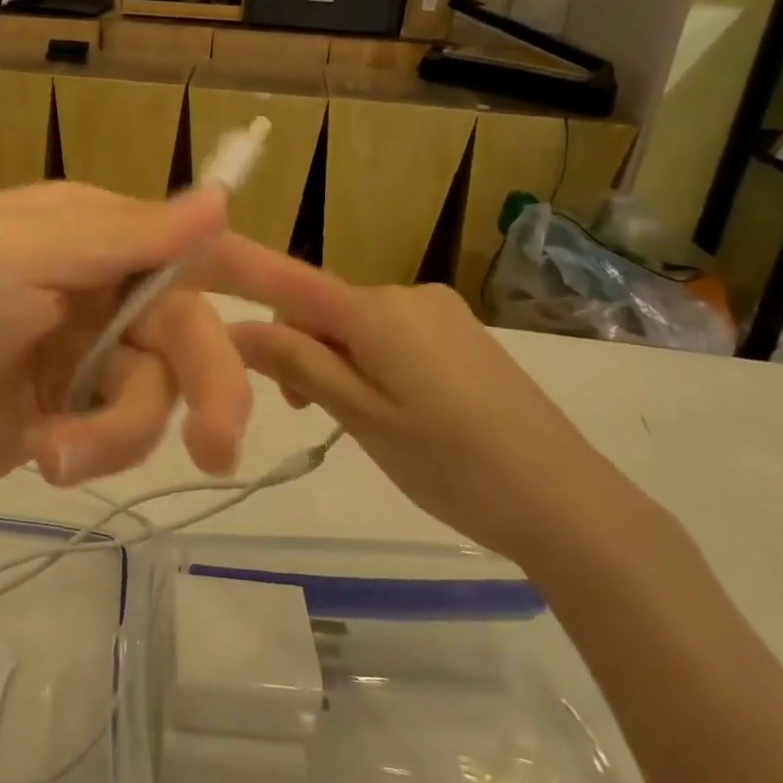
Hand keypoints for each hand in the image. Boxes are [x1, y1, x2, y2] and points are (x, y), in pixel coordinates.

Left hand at [0, 184, 251, 520]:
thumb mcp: (23, 259)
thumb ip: (126, 235)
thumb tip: (219, 197)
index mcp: (85, 228)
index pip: (189, 240)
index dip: (259, 270)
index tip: (327, 309)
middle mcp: (93, 282)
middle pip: (187, 326)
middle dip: (207, 384)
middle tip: (221, 449)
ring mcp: (82, 351)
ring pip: (157, 388)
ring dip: (123, 429)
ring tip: (58, 453)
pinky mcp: (70, 411)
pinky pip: (120, 428)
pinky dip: (94, 447)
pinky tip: (43, 456)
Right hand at [201, 237, 656, 568]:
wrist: (568, 502)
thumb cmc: (450, 462)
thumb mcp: (362, 417)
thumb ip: (298, 364)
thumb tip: (236, 328)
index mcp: (378, 310)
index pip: (292, 282)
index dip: (244, 280)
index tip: (213, 308)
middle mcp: (408, 294)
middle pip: (325, 308)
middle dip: (301, 348)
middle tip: (307, 413)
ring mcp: (442, 313)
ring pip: (359, 324)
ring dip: (337, 360)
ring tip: (355, 421)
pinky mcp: (464, 335)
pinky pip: (394, 335)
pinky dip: (373, 363)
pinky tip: (396, 411)